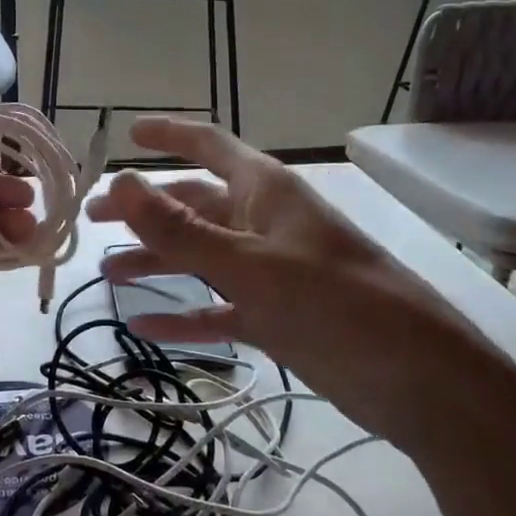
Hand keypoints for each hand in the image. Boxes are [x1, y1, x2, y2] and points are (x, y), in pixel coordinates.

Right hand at [86, 117, 515, 455]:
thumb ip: (182, 230)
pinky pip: (216, 309)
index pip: (209, 145)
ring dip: (156, 261)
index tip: (126, 134)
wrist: (422, 381)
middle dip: (144, 210)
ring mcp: (270, 271)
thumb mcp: (252, 265)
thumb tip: (119, 183)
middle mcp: (263, 223)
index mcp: (265, 192)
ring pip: (199, 257)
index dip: (169, 134)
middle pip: (193, 205)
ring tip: (108, 274)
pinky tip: (143, 325)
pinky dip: (182, 315)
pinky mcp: (275, 316)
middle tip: (93, 222)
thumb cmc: (339, 305)